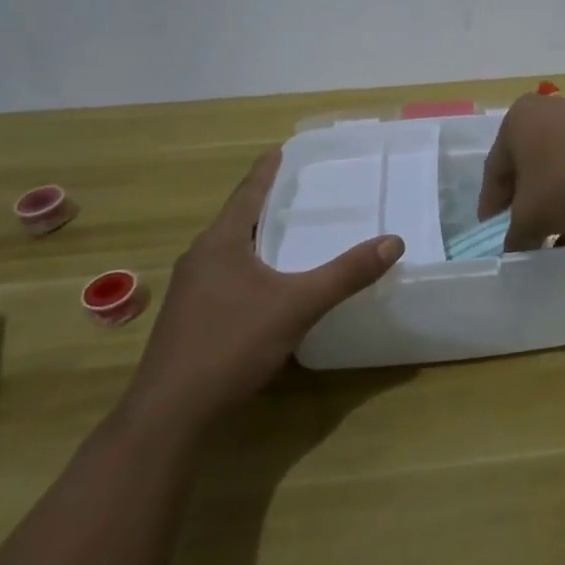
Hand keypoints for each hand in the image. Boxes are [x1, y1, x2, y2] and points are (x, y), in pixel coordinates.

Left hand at [126, 150, 403, 427]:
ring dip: (256, 239)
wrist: (170, 414)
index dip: (266, 172)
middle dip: (265, 205)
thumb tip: (393, 242)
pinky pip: (224, 277)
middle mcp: (199, 258)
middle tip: (298, 192)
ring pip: (229, 252)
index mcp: (219, 243)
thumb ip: (346, 274)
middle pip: (236, 220)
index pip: (247, 194)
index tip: (280, 150)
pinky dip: (249, 268)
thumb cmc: (231, 345)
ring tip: (288, 234)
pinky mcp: (188, 319)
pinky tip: (267, 286)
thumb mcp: (297, 306)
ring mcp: (189, 291)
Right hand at [477, 93, 564, 248]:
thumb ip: (514, 235)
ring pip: (559, 169)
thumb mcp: (530, 218)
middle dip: (526, 203)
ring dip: (555, 203)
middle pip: (527, 167)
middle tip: (524, 233)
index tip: (492, 233)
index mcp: (517, 120)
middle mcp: (547, 111)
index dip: (491, 207)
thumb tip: (513, 248)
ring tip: (558, 237)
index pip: (495, 170)